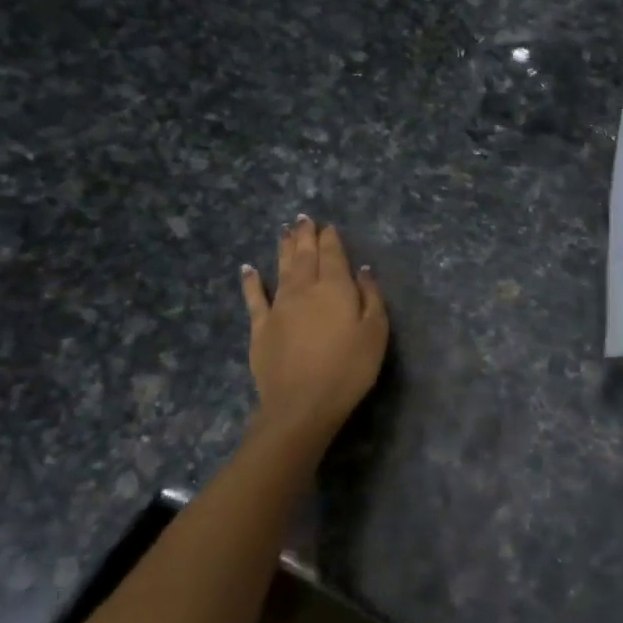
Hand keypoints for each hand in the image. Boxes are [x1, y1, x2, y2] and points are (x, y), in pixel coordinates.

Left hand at [240, 217, 388, 442]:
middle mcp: (305, 289)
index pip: (333, 255)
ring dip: (284, 248)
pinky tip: (248, 268)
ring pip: (282, 269)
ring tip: (285, 230)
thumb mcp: (375, 332)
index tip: (328, 226)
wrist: (302, 404)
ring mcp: (279, 307)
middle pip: (305, 256)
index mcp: (335, 288)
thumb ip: (370, 297)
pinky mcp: (261, 328)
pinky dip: (251, 281)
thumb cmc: (348, 368)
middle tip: (303, 218)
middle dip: (305, 236)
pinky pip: (255, 298)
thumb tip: (362, 270)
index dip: (330, 239)